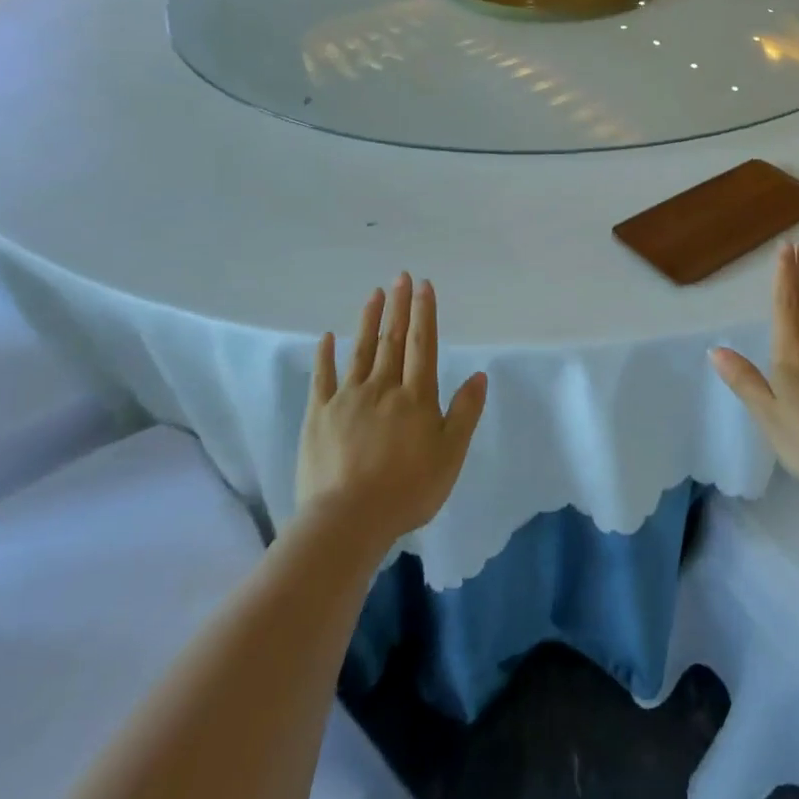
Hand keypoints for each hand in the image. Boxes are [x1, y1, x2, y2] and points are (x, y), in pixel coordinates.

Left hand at [298, 275, 487, 550]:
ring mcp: (347, 399)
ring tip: (374, 294)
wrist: (347, 521)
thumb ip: (465, 412)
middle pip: (392, 340)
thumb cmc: (408, 490)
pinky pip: (322, 378)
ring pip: (360, 350)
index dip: (424, 313)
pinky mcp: (318, 416)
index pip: (422, 344)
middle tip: (401, 277)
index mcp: (416, 396)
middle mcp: (383, 388)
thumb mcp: (450, 454)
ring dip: (369, 320)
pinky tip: (327, 337)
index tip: (424, 285)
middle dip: (399, 306)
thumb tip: (480, 374)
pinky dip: (325, 356)